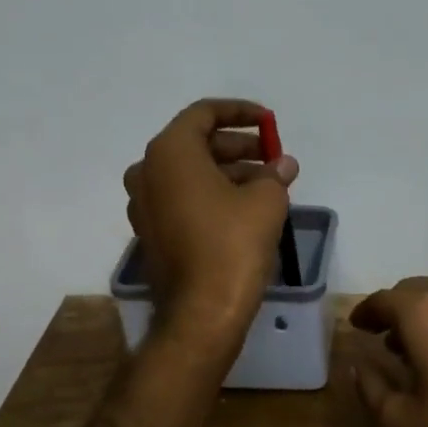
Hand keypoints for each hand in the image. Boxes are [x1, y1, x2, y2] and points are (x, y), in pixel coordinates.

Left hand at [123, 98, 298, 353]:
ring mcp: (144, 204)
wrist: (201, 314)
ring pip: (189, 172)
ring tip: (267, 182)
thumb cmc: (233, 244)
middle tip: (272, 155)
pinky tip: (244, 207)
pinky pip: (181, 197)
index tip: (269, 121)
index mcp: (170, 152)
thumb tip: (283, 164)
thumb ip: (274, 173)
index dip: (240, 112)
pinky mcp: (150, 232)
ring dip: (227, 170)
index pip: (204, 113)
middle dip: (237, 145)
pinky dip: (210, 193)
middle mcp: (148, 172)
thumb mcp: (266, 200)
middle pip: (196, 143)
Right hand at [349, 279, 427, 426]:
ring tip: (411, 347)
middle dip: (393, 310)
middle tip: (380, 337)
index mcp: (422, 313)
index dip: (365, 313)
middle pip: (412, 290)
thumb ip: (370, 387)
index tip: (356, 327)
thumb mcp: (401, 422)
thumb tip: (359, 365)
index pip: (383, 300)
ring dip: (421, 312)